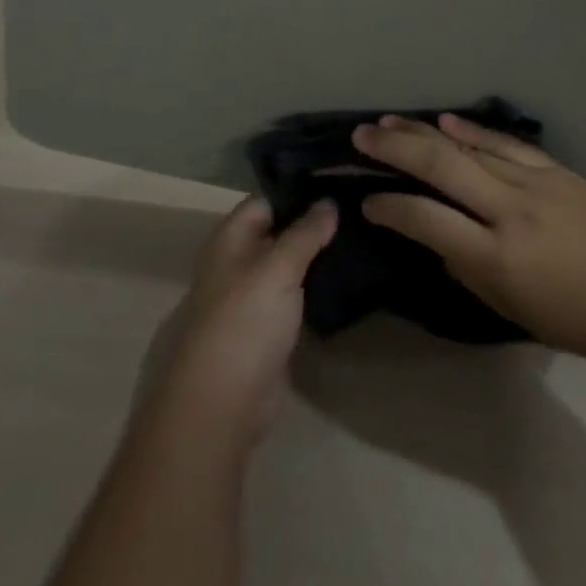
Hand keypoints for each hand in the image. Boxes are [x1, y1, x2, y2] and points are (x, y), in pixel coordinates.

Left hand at [145, 196, 338, 452]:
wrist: (225, 399)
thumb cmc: (246, 320)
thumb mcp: (278, 267)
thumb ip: (305, 233)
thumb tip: (329, 201)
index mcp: (229, 239)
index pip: (265, 201)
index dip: (298, 193)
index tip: (338, 186)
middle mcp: (237, 262)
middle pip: (277, 232)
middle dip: (312, 224)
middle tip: (358, 212)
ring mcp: (251, 297)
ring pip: (287, 266)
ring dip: (316, 257)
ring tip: (360, 239)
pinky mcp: (267, 328)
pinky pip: (293, 297)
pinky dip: (315, 289)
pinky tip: (347, 280)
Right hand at [353, 114, 585, 363]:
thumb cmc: (574, 319)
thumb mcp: (507, 308)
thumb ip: (463, 265)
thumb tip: (432, 232)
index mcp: (497, 257)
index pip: (426, 219)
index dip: (389, 207)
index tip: (367, 201)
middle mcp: (511, 212)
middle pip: (441, 166)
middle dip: (394, 149)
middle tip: (360, 136)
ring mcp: (535, 184)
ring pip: (467, 146)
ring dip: (423, 132)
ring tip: (387, 122)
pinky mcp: (556, 170)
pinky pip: (504, 144)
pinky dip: (471, 130)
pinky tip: (445, 120)